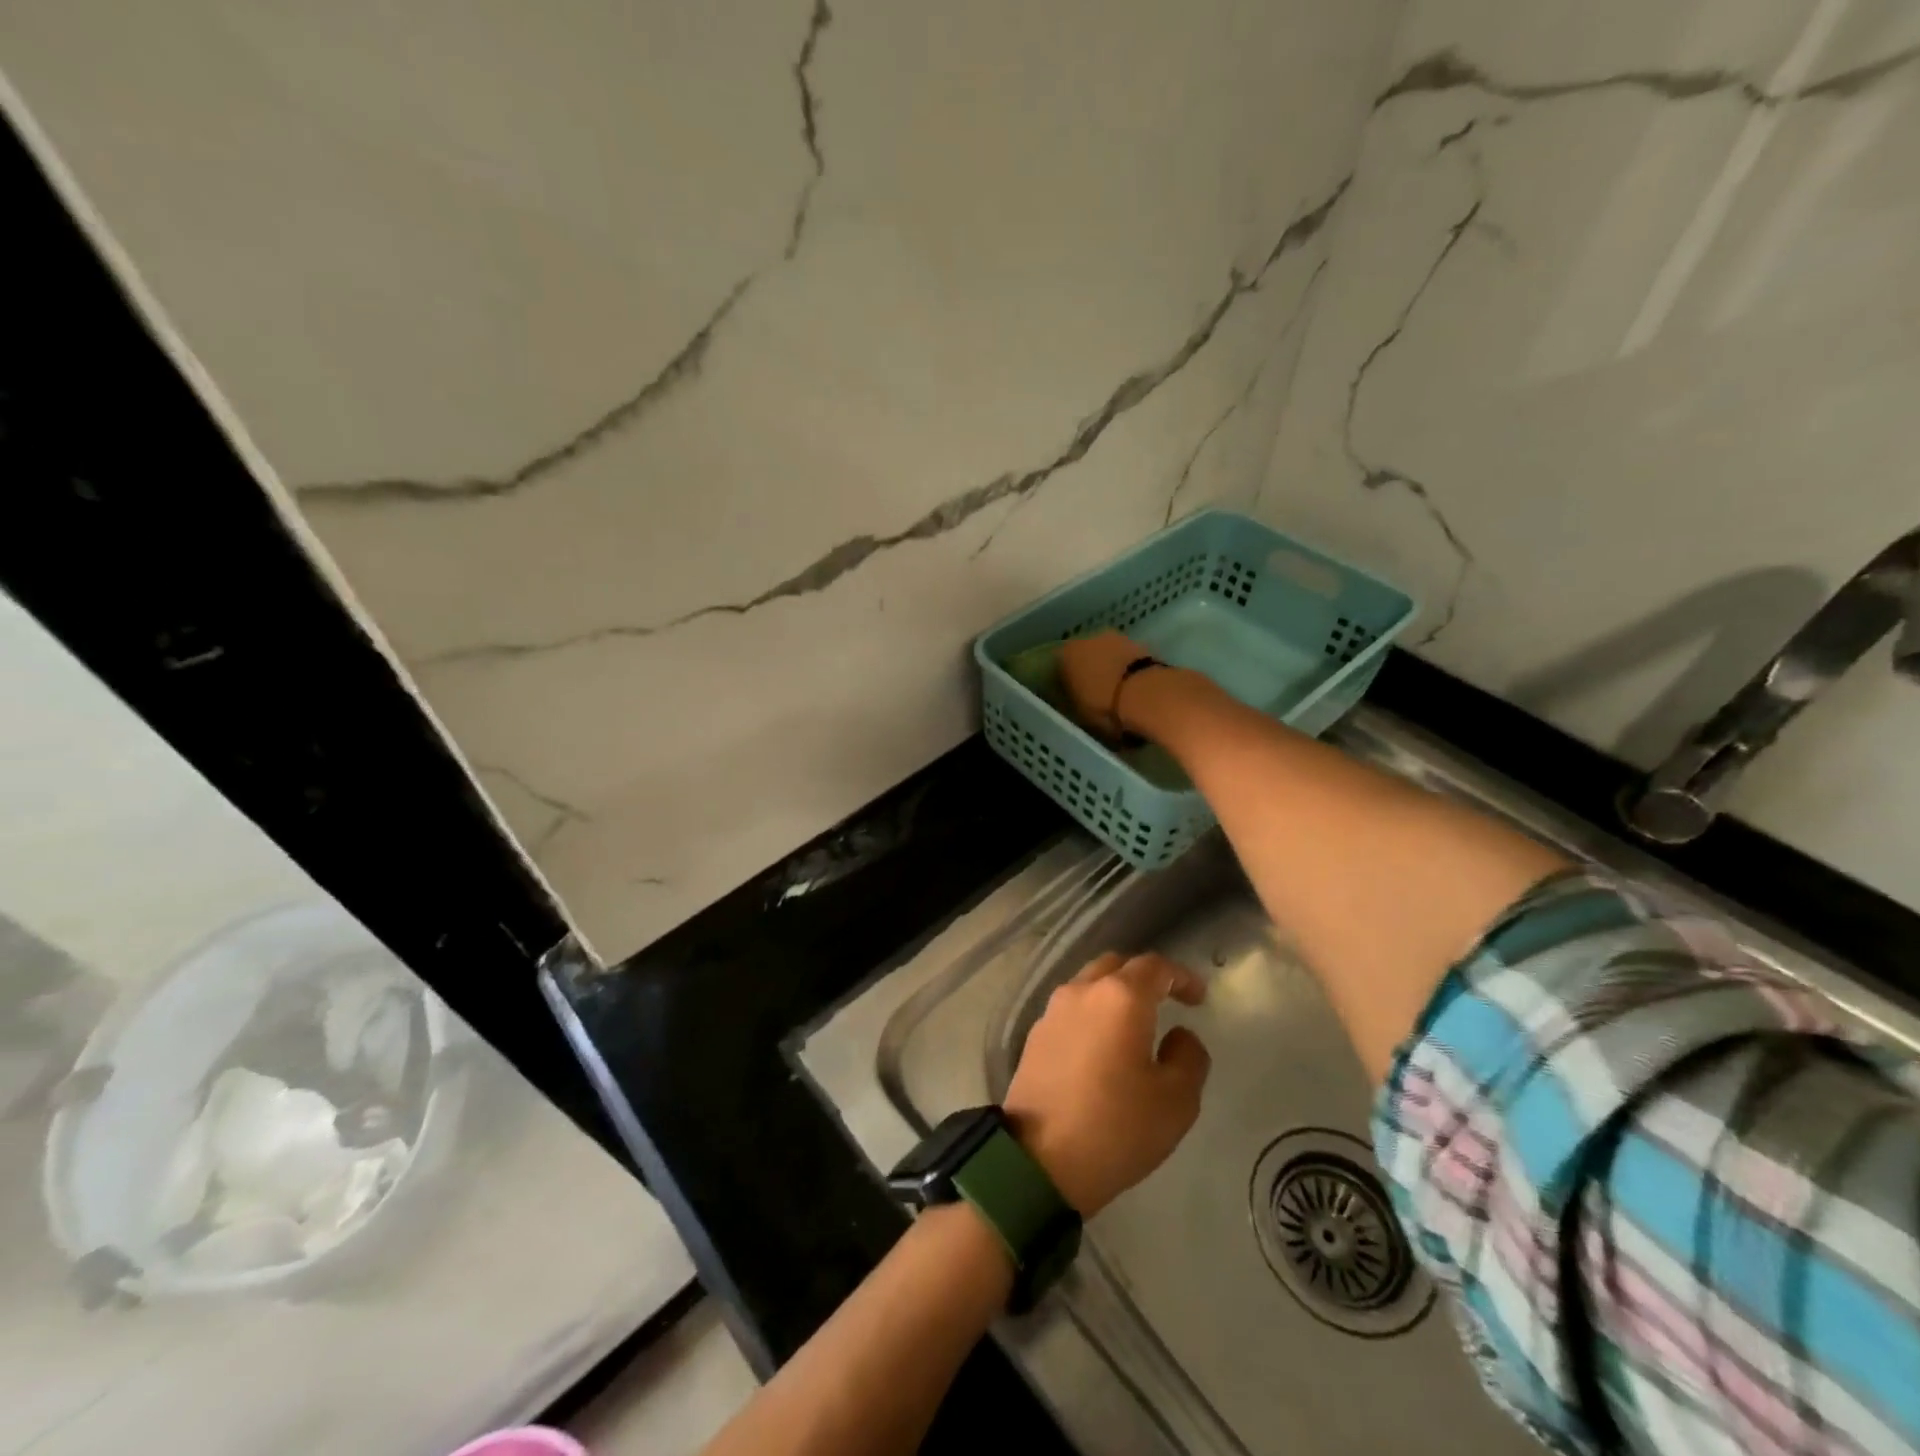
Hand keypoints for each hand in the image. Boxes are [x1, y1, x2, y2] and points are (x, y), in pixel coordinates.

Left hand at [1003, 952, 1210, 1216]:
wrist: (1039, 1159)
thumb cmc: (1116, 1127)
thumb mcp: (1176, 1101)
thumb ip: (1188, 1057)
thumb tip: (1179, 1035)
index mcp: (1120, 997)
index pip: (1155, 967)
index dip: (1181, 977)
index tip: (1198, 998)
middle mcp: (1083, 990)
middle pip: (1117, 966)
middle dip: (1144, 978)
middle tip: (1166, 1002)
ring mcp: (1053, 1010)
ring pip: (1089, 983)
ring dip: (1114, 994)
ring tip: (1135, 1025)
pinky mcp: (1035, 1034)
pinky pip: (1071, 1008)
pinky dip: (1093, 1013)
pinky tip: (1103, 1044)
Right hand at [1057, 631, 1157, 739]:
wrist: (1145, 694)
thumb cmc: (1103, 705)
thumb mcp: (1079, 712)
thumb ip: (1073, 700)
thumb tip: (1075, 698)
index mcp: (1066, 655)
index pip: (1058, 665)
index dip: (1065, 680)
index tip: (1070, 694)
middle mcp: (1087, 639)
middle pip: (1084, 654)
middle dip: (1088, 669)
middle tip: (1093, 691)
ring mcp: (1115, 638)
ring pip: (1106, 653)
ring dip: (1109, 666)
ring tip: (1116, 689)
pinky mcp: (1140, 643)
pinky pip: (1126, 658)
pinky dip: (1126, 668)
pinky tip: (1131, 685)